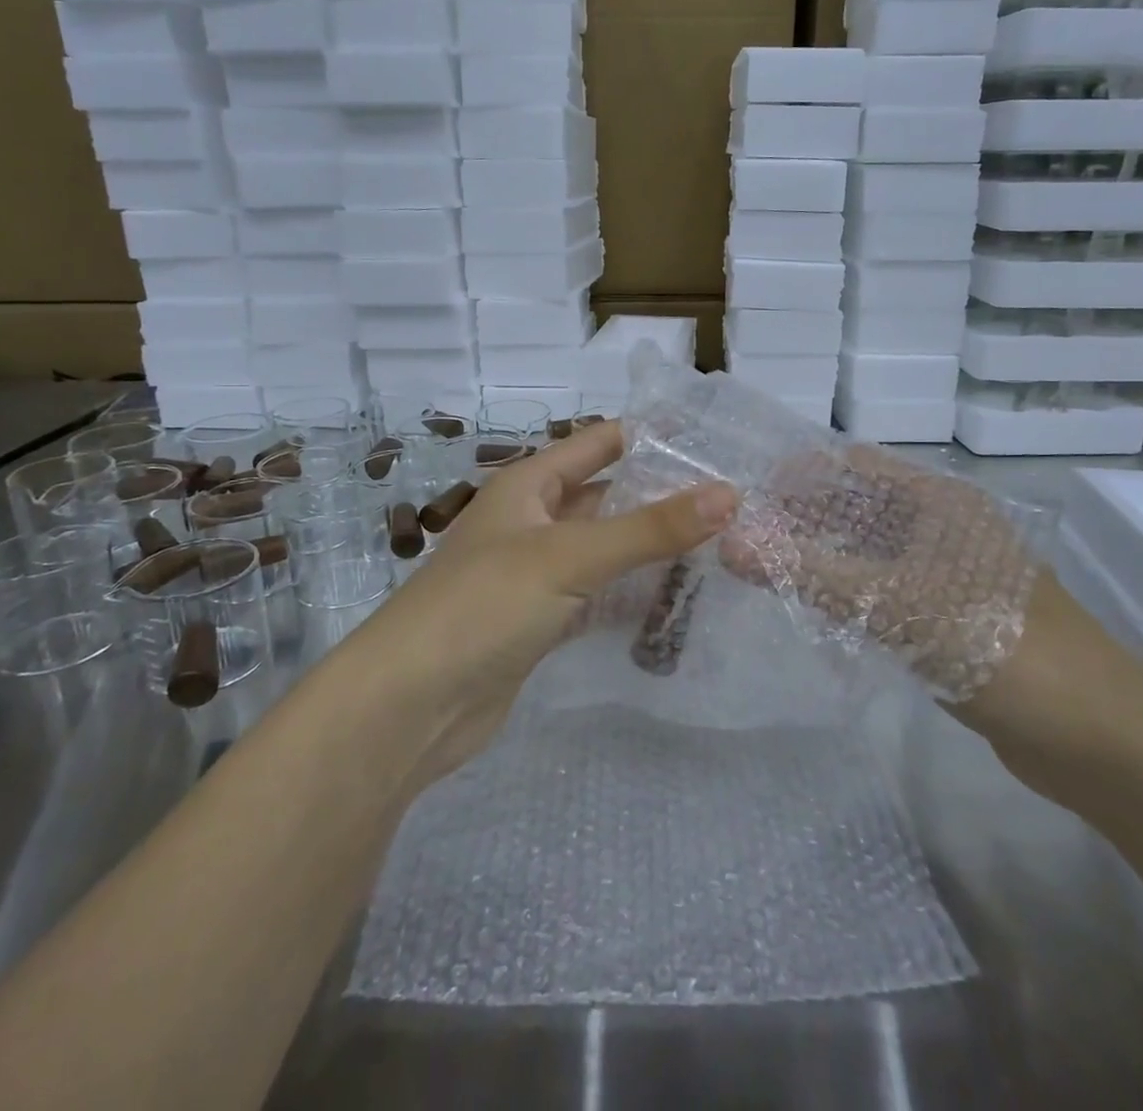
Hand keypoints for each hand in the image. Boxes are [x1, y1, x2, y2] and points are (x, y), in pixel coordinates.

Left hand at [340, 421, 738, 783]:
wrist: (409, 706)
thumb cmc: (484, 605)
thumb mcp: (569, 556)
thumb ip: (650, 528)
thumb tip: (729, 493)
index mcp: (528, 485)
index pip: (599, 443)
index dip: (650, 436)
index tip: (714, 438)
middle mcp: (531, 522)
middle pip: (606, 498)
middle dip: (661, 497)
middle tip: (733, 501)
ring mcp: (534, 575)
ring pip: (604, 550)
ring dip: (649, 549)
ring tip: (721, 547)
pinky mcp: (538, 623)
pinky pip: (595, 596)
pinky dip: (629, 595)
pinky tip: (675, 601)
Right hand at [719, 442, 1042, 702]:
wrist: (1097, 737)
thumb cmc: (997, 647)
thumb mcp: (895, 604)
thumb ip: (809, 574)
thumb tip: (729, 546)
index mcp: (940, 502)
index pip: (855, 467)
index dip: (800, 474)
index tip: (745, 495)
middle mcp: (943, 528)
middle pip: (859, 509)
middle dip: (803, 518)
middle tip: (741, 536)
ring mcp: (947, 575)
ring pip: (869, 554)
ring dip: (821, 558)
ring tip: (761, 568)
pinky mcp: (948, 619)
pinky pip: (883, 593)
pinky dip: (846, 594)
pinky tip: (809, 608)